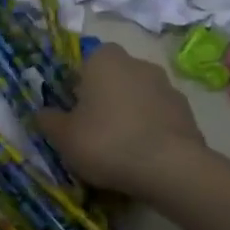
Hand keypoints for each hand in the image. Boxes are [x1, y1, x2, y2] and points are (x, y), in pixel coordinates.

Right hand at [35, 42, 206, 195]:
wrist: (170, 168)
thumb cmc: (106, 142)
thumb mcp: (63, 136)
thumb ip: (48, 120)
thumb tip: (42, 113)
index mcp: (103, 60)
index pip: (84, 62)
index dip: (76, 85)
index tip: (73, 110)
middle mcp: (137, 63)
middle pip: (113, 77)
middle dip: (104, 97)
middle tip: (93, 128)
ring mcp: (166, 86)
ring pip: (137, 95)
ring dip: (129, 112)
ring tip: (120, 146)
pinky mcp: (186, 111)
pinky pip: (158, 115)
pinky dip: (150, 128)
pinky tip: (143, 154)